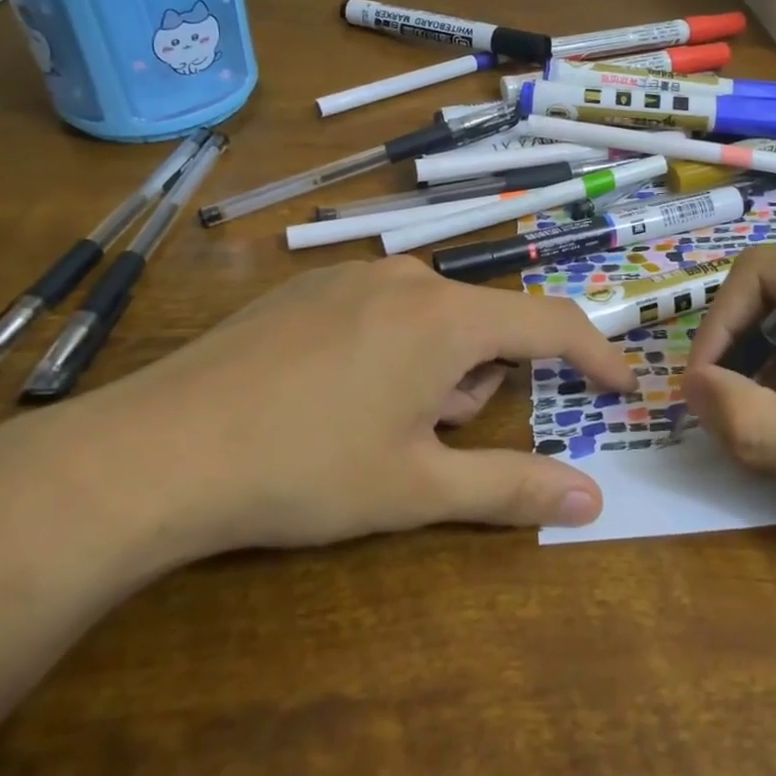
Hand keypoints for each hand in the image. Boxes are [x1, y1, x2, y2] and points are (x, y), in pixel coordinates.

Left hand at [43, 258, 637, 566]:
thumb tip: (591, 498)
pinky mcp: (309, 286)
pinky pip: (383, 311)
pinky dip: (388, 350)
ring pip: (431, 321)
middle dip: (475, 384)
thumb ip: (512, 485)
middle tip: (425, 440)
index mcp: (447, 316)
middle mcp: (408, 278)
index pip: (549, 323)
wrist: (156, 450)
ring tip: (371, 424)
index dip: (593, 354)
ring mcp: (352, 276)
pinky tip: (330, 396)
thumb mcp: (417, 486)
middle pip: (481, 327)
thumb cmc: (304, 469)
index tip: (619, 386)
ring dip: (430, 371)